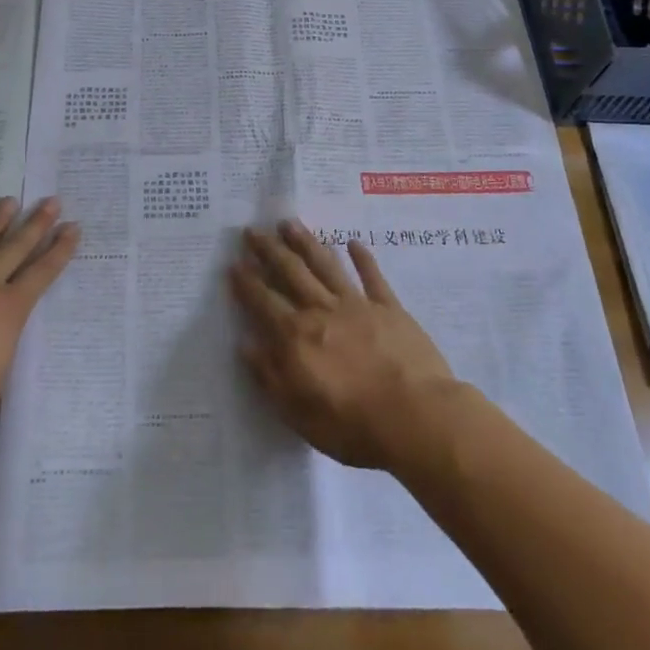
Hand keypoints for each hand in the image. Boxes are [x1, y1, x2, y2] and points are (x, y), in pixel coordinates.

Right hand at [229, 220, 461, 471]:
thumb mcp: (299, 414)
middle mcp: (321, 311)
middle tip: (252, 230)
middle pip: (290, 273)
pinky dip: (362, 258)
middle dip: (269, 250)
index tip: (234, 263)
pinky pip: (372, 277)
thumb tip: (246, 345)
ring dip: (306, 242)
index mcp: (296, 337)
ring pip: (325, 265)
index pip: (264, 303)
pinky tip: (353, 242)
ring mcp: (357, 305)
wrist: (416, 417)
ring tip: (289, 223)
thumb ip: (270, 377)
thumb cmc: (353, 426)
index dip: (247, 283)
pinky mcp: (389, 308)